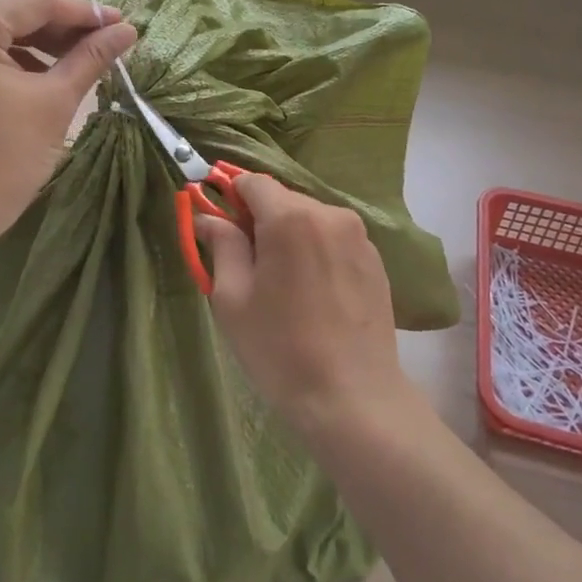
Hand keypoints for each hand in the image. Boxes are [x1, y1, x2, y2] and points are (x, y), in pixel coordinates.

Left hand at [0, 0, 135, 222]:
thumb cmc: (5, 154)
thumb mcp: (55, 99)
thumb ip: (91, 57)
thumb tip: (127, 31)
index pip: (36, 4)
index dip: (85, 13)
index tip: (123, 25)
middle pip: (17, 17)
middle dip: (65, 30)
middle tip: (109, 44)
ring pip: (2, 37)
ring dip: (44, 47)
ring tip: (86, 61)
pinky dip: (19, 63)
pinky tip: (50, 77)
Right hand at [193, 175, 411, 437]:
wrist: (353, 398)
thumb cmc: (280, 349)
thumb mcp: (233, 299)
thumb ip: (221, 245)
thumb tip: (206, 217)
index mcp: (291, 218)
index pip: (252, 182)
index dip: (230, 197)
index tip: (220, 227)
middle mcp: (330, 213)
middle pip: (282, 198)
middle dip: (259, 219)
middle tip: (247, 264)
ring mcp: (358, 235)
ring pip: (309, 218)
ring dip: (289, 235)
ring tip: (282, 283)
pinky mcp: (375, 259)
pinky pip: (333, 238)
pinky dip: (316, 250)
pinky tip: (312, 293)